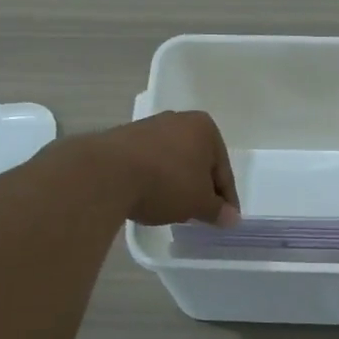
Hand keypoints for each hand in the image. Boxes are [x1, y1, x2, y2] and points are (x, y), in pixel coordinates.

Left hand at [89, 111, 240, 226]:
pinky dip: (154, 179)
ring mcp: (149, 127)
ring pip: (173, 161)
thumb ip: (217, 210)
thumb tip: (231, 218)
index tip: (226, 219)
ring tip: (172, 208)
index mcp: (204, 128)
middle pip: (197, 162)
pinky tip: (149, 197)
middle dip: (200, 187)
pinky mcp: (123, 138)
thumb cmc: (166, 182)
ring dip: (176, 183)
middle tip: (200, 213)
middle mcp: (178, 120)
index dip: (226, 198)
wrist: (107, 173)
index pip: (223, 170)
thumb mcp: (198, 203)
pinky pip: (149, 162)